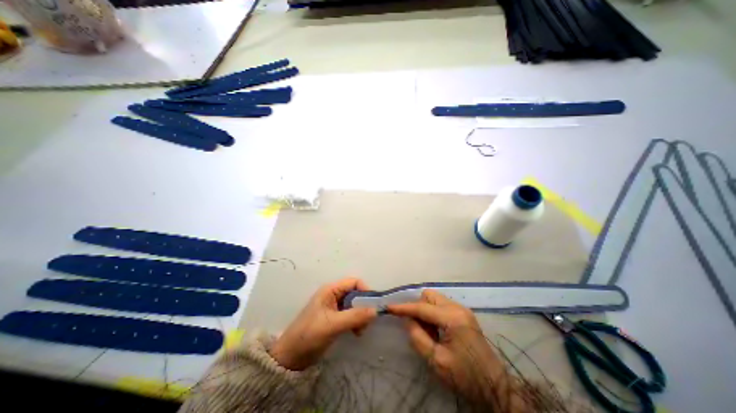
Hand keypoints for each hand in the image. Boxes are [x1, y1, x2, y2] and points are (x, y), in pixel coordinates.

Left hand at [268, 277, 376, 370]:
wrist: (290, 357)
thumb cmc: (309, 335)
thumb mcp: (333, 325)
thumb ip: (354, 316)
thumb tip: (375, 310)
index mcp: (330, 290)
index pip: (353, 282)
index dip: (365, 290)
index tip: (373, 305)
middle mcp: (333, 294)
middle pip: (355, 293)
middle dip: (363, 306)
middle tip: (367, 322)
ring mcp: (334, 306)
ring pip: (354, 304)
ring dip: (360, 315)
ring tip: (360, 330)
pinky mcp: (334, 317)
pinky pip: (350, 314)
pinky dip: (356, 321)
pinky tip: (356, 332)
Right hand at [387, 288, 519, 411]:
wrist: (496, 387)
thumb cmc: (465, 377)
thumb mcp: (437, 361)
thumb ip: (418, 338)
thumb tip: (407, 320)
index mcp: (452, 318)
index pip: (422, 308)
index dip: (404, 307)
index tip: (389, 307)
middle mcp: (457, 308)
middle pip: (429, 296)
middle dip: (418, 307)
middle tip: (418, 327)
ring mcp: (462, 309)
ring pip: (435, 299)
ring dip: (426, 311)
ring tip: (429, 332)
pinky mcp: (464, 314)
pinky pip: (442, 306)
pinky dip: (434, 314)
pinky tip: (438, 331)